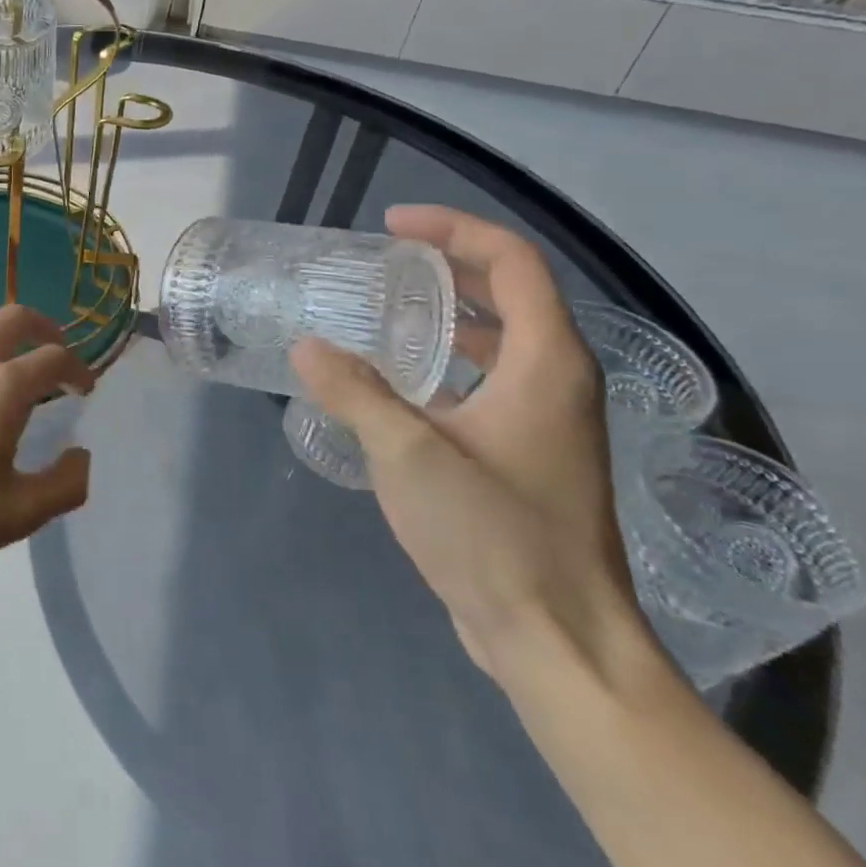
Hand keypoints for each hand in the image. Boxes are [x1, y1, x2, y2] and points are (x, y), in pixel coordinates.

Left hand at [0, 304, 95, 572]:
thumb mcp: (16, 514)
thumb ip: (65, 485)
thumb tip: (83, 456)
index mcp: (3, 388)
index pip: (54, 358)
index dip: (78, 368)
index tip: (84, 387)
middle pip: (16, 317)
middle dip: (45, 328)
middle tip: (56, 351)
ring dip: (2, 321)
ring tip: (11, 345)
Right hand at [291, 205, 650, 685]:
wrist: (556, 640)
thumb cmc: (495, 536)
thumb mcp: (409, 455)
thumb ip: (354, 392)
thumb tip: (306, 346)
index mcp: (548, 364)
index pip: (512, 262)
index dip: (454, 230)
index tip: (392, 225)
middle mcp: (558, 381)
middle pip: (509, 294)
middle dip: (447, 267)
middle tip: (381, 263)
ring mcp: (546, 422)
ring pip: (499, 342)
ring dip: (446, 317)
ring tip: (381, 313)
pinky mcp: (527, 456)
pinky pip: (487, 383)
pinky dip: (446, 364)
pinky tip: (395, 384)